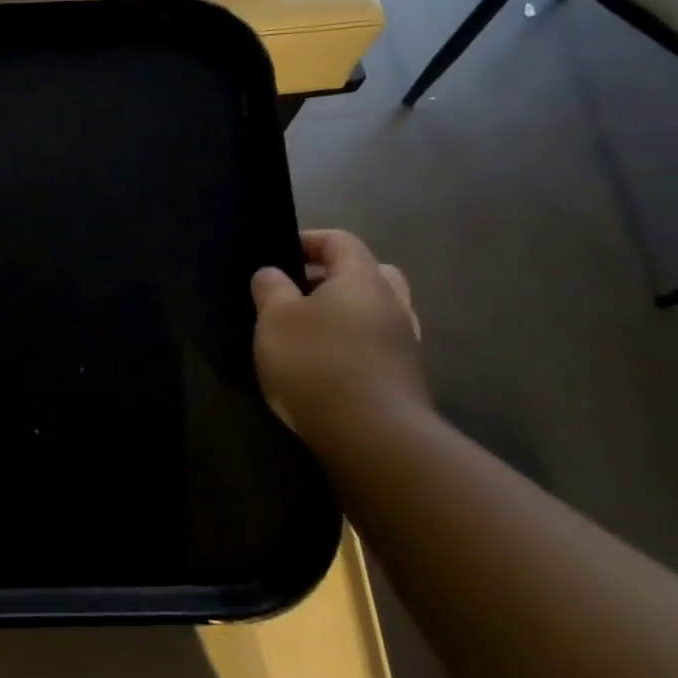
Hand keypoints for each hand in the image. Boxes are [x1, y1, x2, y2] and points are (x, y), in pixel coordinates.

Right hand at [251, 229, 429, 450]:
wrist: (373, 437)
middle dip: (333, 277)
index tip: (279, 256)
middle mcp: (393, 303)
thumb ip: (271, 288)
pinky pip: (378, 345)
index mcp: (363, 279)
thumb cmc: (317, 363)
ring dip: (347, 314)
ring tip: (310, 332)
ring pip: (377, 311)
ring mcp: (405, 342)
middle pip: (368, 273)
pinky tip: (328, 365)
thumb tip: (272, 273)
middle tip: (299, 292)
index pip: (340, 240)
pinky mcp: (406, 378)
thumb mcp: (275, 320)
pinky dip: (355, 345)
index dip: (308, 241)